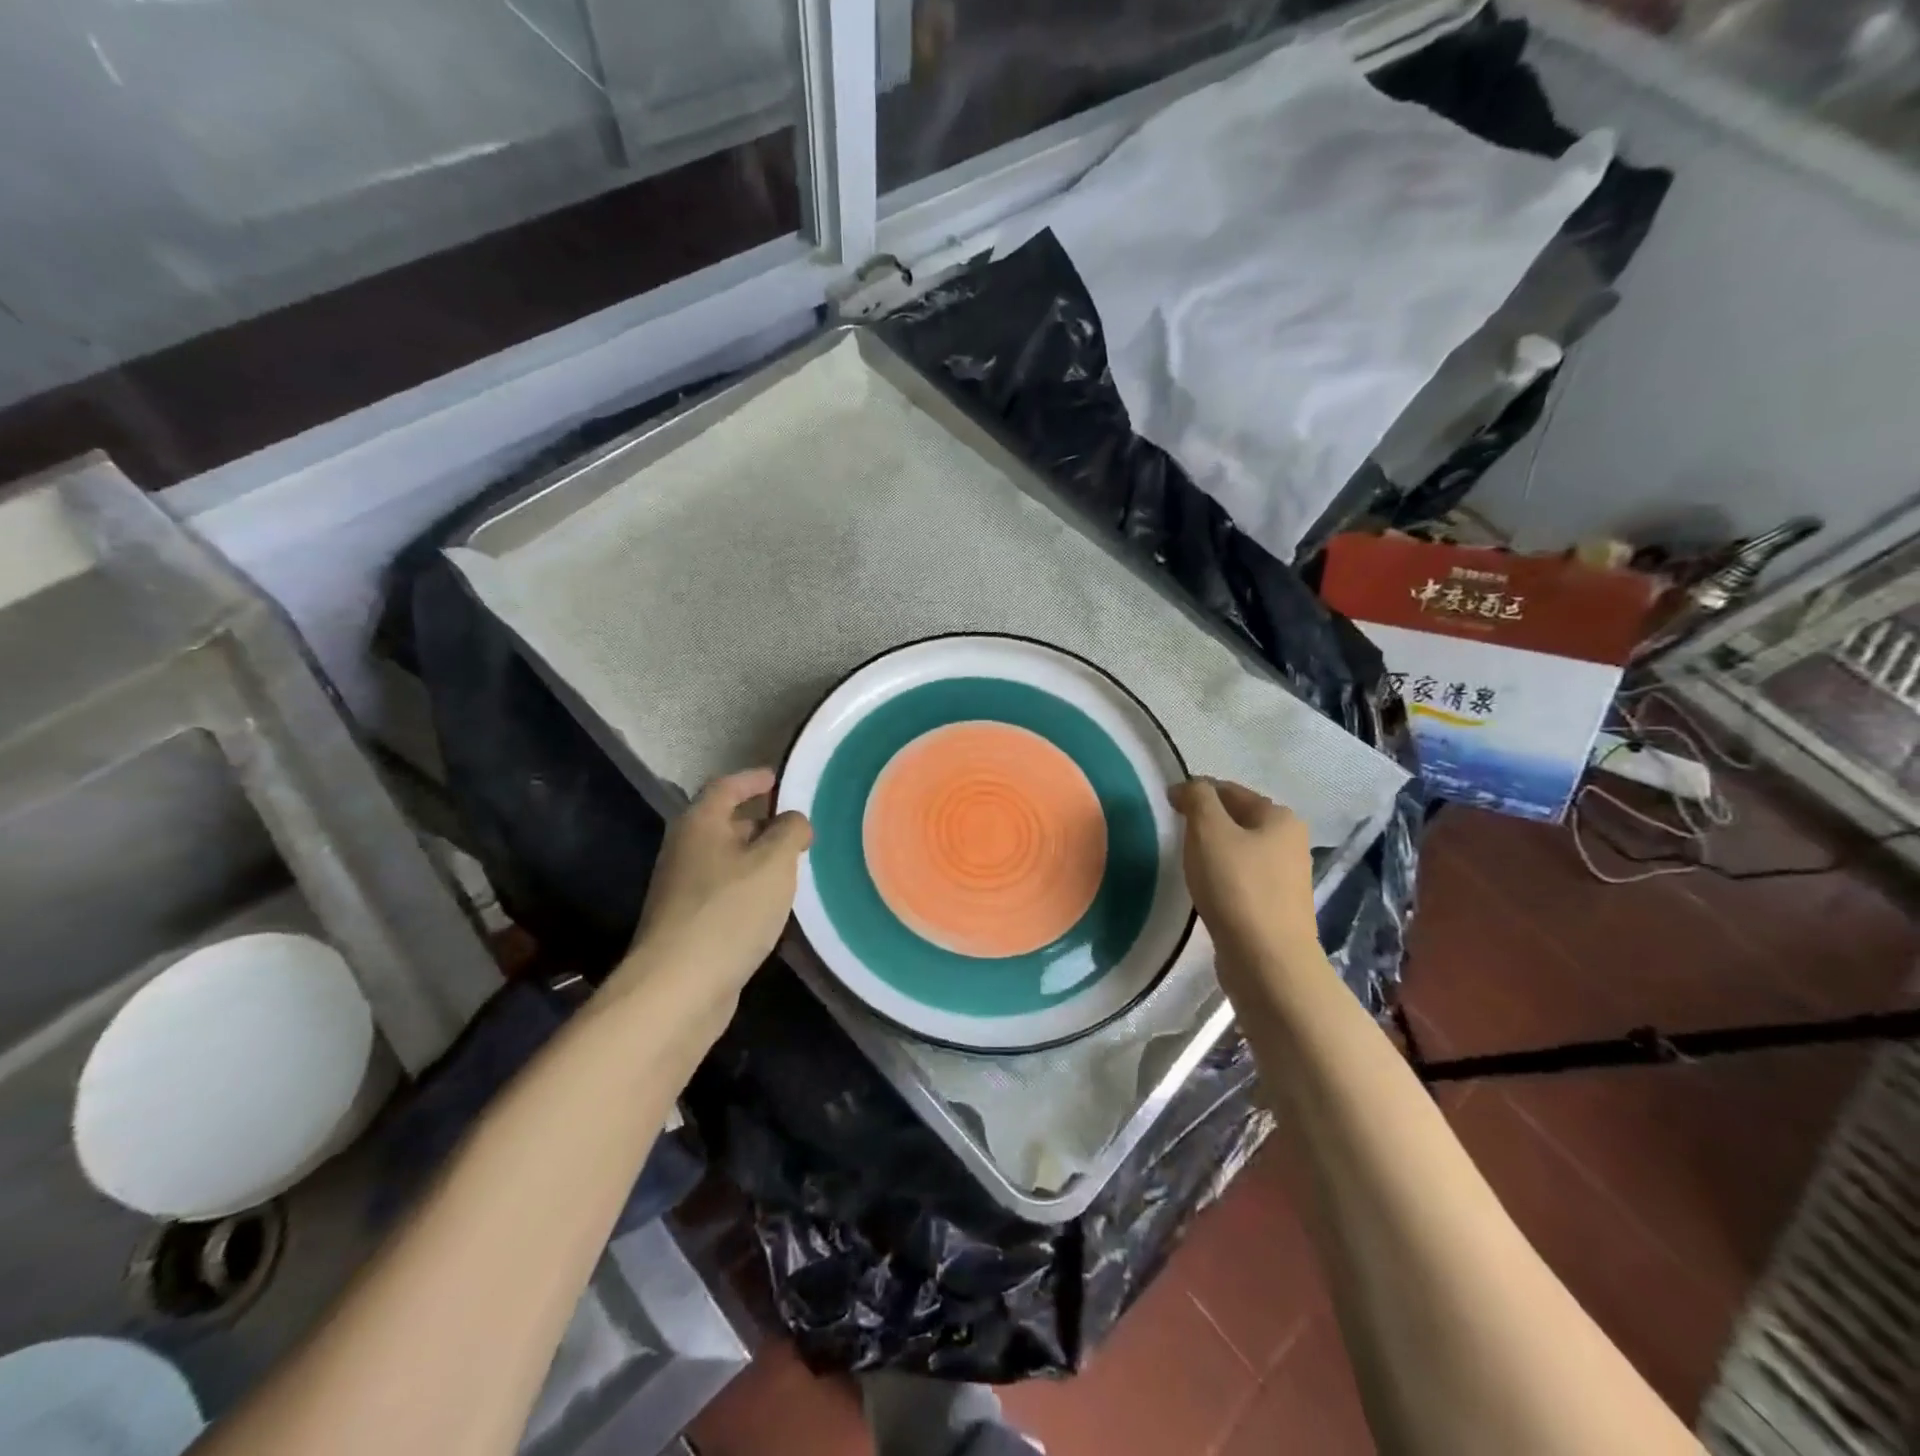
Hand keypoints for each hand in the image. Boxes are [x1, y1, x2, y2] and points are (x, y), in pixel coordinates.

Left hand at [613, 769, 810, 1025]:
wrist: (678, 987)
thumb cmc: (729, 911)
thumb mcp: (773, 862)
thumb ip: (790, 831)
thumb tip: (794, 820)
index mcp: (700, 824)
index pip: (726, 786)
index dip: (753, 779)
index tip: (779, 778)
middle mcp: (685, 850)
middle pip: (724, 823)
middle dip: (760, 822)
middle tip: (797, 828)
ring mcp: (682, 890)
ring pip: (726, 861)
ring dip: (757, 859)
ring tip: (793, 865)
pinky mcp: (689, 924)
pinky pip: (724, 892)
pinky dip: (749, 889)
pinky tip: (772, 905)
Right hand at [1169, 778, 1322, 998]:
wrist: (1267, 961)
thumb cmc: (1237, 887)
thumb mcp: (1209, 831)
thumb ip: (1197, 799)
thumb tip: (1187, 787)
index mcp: (1279, 817)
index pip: (1229, 790)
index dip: (1196, 792)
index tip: (1167, 803)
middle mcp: (1290, 842)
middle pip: (1237, 820)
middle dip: (1206, 822)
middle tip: (1174, 833)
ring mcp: (1286, 878)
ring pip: (1239, 851)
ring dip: (1213, 851)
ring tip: (1185, 862)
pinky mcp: (1276, 908)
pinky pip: (1242, 880)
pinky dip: (1221, 877)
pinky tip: (1205, 890)